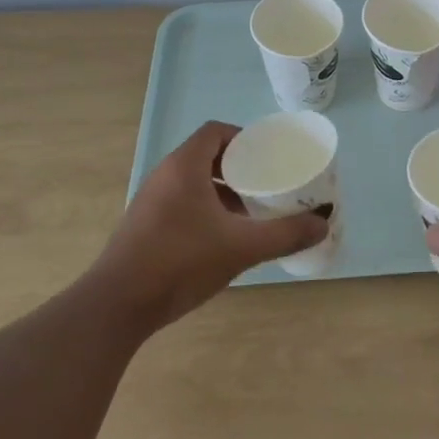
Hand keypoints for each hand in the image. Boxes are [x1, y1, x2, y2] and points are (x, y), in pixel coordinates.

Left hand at [93, 121, 328, 329]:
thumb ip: (285, 234)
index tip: (268, 156)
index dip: (244, 138)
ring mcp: (151, 201)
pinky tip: (223, 238)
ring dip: (223, 190)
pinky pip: (181, 202)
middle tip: (267, 183)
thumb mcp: (241, 247)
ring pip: (194, 182)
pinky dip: (206, 209)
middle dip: (239, 167)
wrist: (117, 307)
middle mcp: (164, 175)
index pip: (216, 132)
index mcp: (184, 167)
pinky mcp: (145, 226)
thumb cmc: (180, 262)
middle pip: (207, 155)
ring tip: (250, 212)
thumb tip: (322, 223)